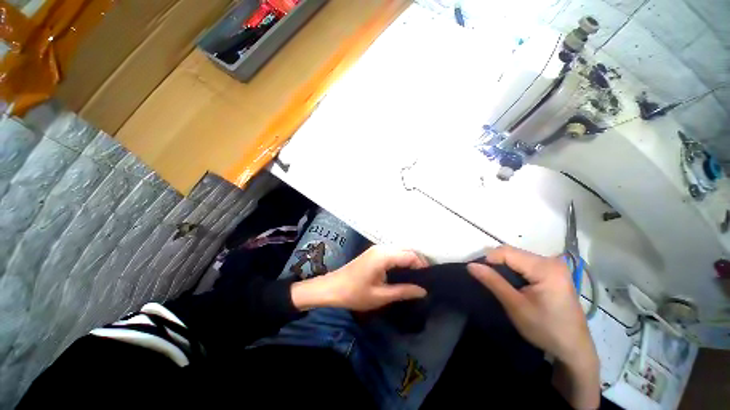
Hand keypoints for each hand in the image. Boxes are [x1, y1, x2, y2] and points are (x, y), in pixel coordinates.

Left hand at [291, 245, 428, 311]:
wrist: (333, 287)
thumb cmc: (355, 293)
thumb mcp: (381, 296)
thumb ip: (403, 291)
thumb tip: (423, 291)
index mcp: (384, 256)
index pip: (410, 255)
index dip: (421, 266)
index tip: (427, 280)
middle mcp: (382, 248)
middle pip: (406, 249)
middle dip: (417, 261)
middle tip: (423, 279)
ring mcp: (376, 248)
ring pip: (400, 249)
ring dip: (409, 260)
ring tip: (415, 276)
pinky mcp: (373, 252)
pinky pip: (392, 252)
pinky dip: (400, 259)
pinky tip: (402, 271)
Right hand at [467, 246, 599, 408]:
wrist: (574, 348)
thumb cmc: (545, 329)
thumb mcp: (515, 306)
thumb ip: (493, 282)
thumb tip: (470, 265)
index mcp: (545, 268)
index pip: (506, 252)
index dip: (489, 260)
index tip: (479, 274)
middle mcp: (551, 261)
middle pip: (512, 252)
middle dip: (496, 263)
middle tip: (488, 280)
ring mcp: (554, 265)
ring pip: (517, 257)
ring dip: (504, 267)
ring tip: (498, 283)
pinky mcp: (553, 271)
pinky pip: (526, 263)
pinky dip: (514, 270)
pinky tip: (513, 284)